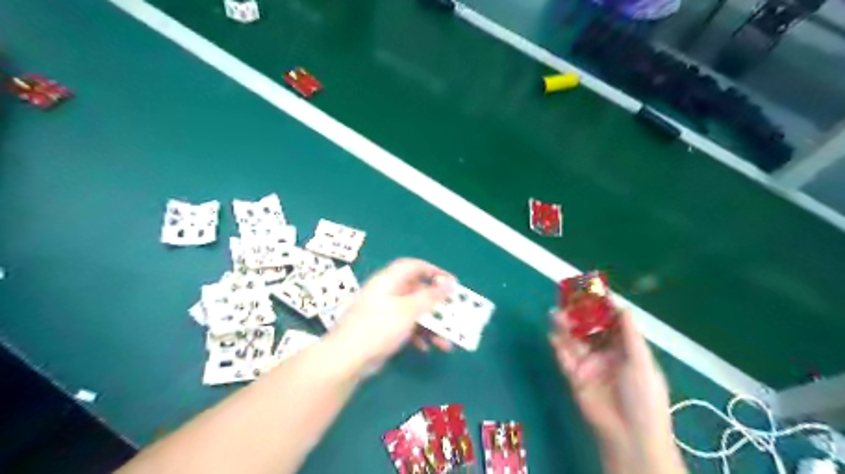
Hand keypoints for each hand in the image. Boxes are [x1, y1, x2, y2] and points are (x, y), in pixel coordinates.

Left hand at [328, 262, 454, 372]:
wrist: (347, 359)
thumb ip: (431, 296)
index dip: (434, 271)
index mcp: (389, 280)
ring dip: (431, 325)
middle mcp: (386, 292)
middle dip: (436, 305)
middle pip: (416, 291)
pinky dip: (418, 335)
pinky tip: (426, 347)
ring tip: (446, 341)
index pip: (413, 266)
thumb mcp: (408, 310)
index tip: (452, 283)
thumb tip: (451, 283)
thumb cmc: (379, 327)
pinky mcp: (383, 329)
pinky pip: (406, 327)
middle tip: (453, 313)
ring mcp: (384, 312)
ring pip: (414, 312)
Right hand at [551, 311, 682, 470]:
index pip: (611, 323)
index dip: (602, 307)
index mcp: (625, 349)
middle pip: (589, 329)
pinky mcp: (575, 376)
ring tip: (556, 313)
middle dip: (579, 314)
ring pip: (574, 340)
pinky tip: (552, 332)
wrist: (629, 434)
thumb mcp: (641, 361)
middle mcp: (606, 353)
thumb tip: (623, 306)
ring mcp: (589, 365)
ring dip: (565, 326)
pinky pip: (564, 357)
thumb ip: (630, 334)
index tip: (591, 290)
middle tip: (567, 299)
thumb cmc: (643, 395)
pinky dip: (557, 344)